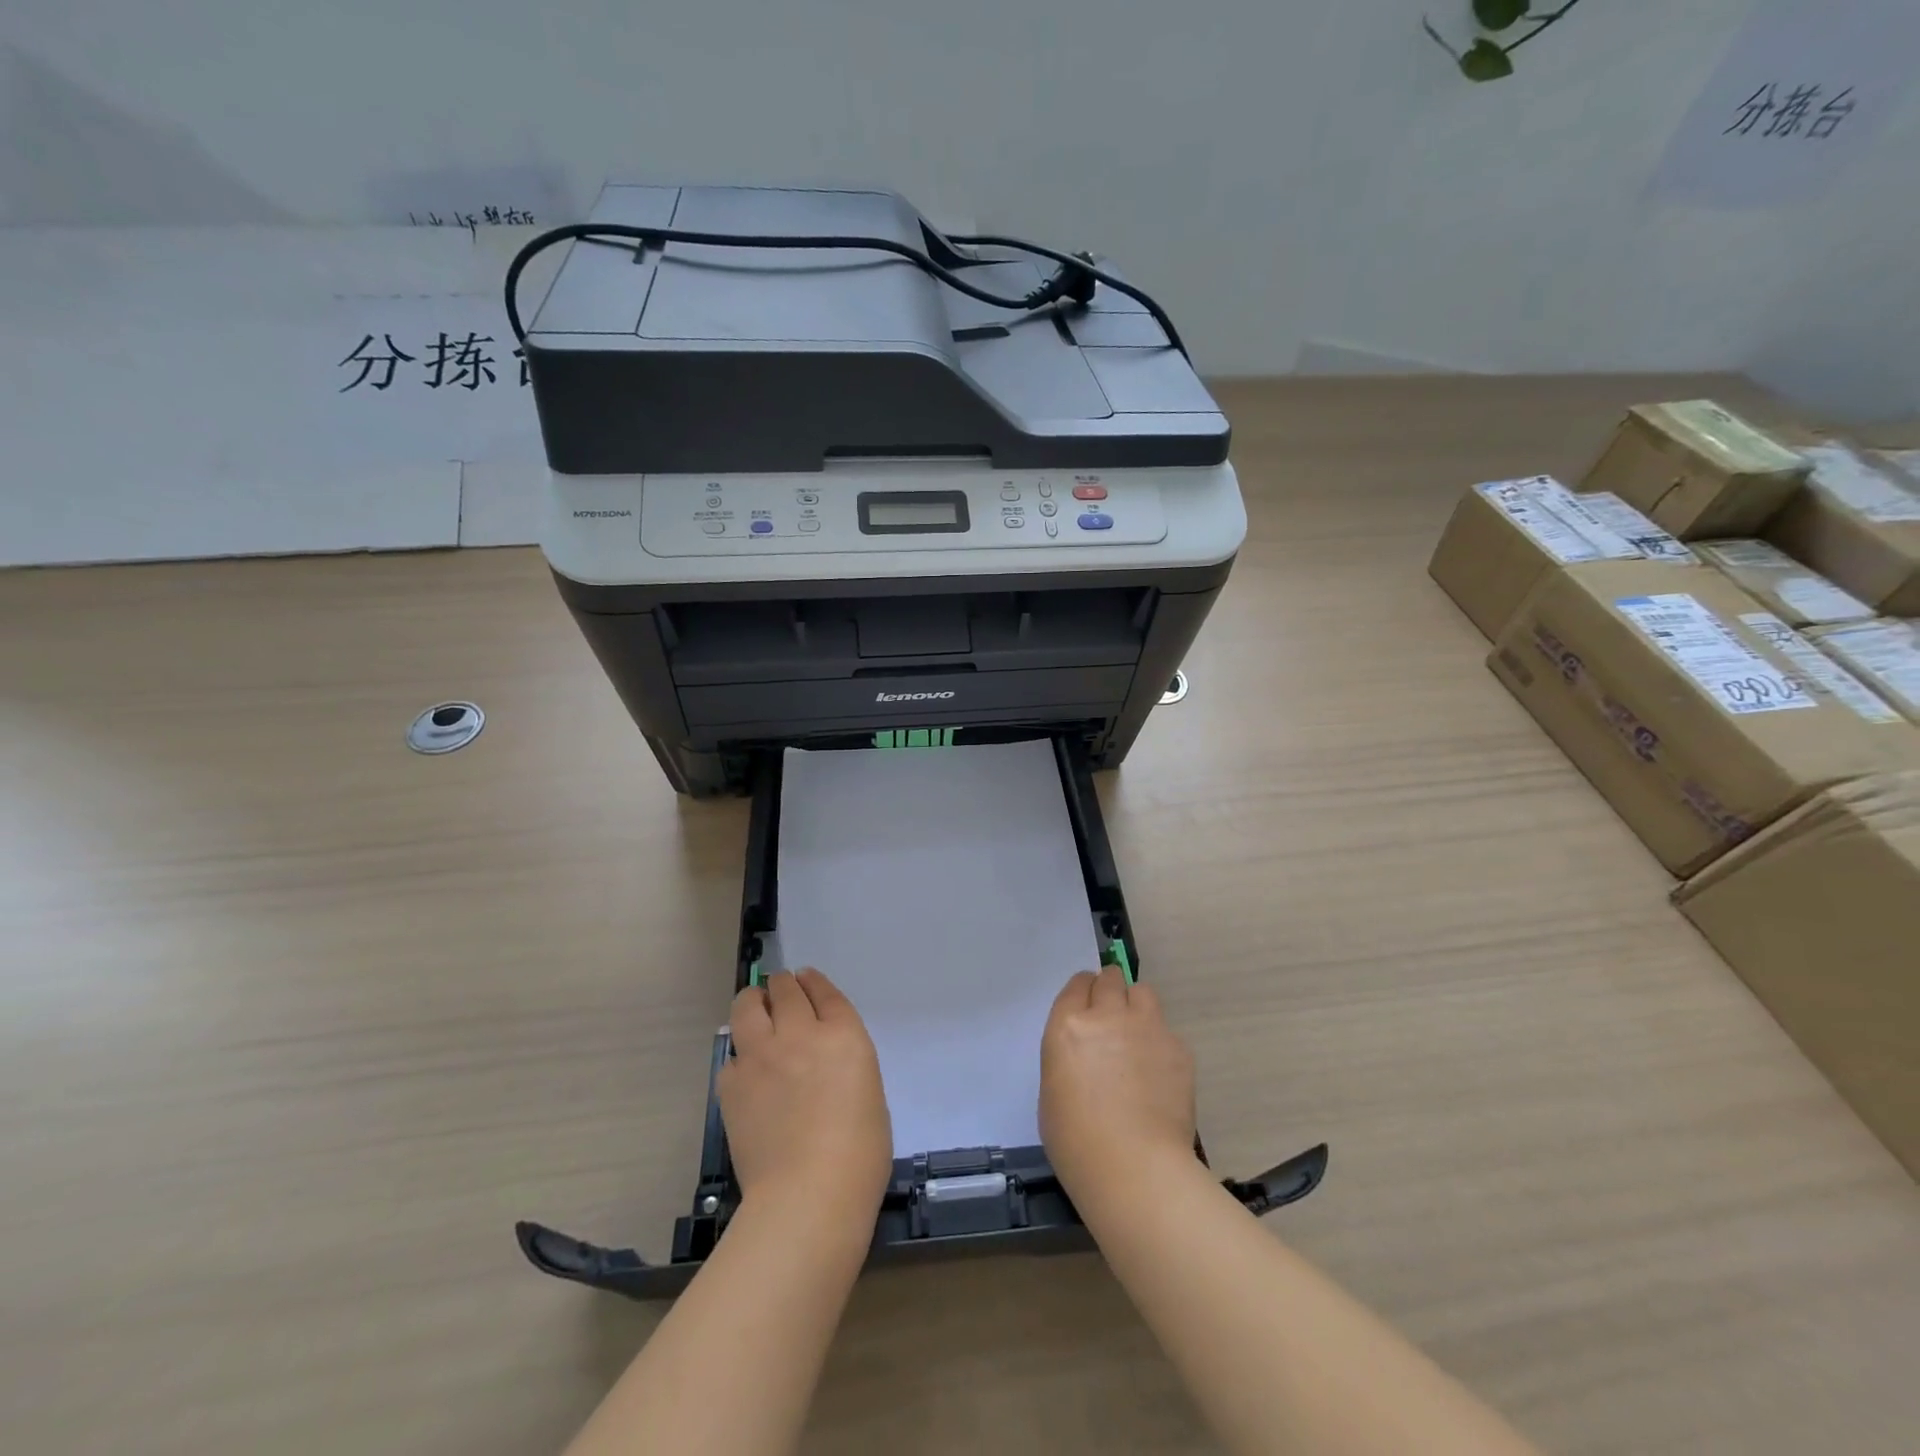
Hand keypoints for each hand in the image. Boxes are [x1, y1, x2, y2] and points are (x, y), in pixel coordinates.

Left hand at [720, 969, 892, 1229]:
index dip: (813, 982)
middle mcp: (801, 1032)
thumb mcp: (869, 1093)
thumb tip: (824, 1067)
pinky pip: (731, 1056)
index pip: (824, 992)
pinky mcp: (732, 1083)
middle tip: (780, 992)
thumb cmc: (859, 1155)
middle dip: (782, 986)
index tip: (805, 979)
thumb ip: (845, 1065)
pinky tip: (745, 1072)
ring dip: (753, 1002)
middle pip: (785, 989)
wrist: (807, 1194)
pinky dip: (739, 1057)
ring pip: (748, 1005)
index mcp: (843, 1035)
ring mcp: (761, 1055)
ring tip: (754, 1009)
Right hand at [1040, 965, 1198, 1205]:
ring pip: (1143, 993)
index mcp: (1069, 1025)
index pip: (1078, 984)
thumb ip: (1070, 1054)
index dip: (1084, 993)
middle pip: (1111, 979)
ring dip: (1137, 1007)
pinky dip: (1160, 1044)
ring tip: (1137, 1038)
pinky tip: (1159, 1077)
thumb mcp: (1052, 1089)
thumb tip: (1087, 1053)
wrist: (1134, 1168)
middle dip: (1110, 992)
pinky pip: (1167, 1031)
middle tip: (1112, 1020)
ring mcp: (1147, 1028)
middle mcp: (1108, 1015)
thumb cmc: (1077, 1141)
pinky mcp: (1178, 1048)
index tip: (1088, 1008)